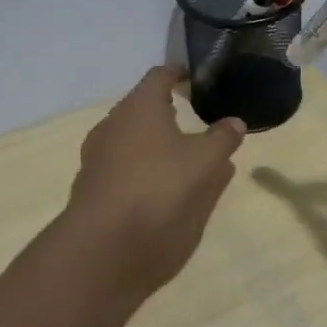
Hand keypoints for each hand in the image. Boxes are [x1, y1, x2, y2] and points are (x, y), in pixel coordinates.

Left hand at [61, 66, 246, 301]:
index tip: (195, 79)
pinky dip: (144, 172)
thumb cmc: (158, 190)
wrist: (102, 251)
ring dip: (157, 145)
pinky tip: (165, 190)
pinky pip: (124, 170)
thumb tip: (235, 122)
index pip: (159, 76)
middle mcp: (113, 125)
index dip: (179, 74)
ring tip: (185, 158)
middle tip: (195, 119)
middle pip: (142, 108)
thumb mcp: (205, 162)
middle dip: (168, 112)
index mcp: (139, 106)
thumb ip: (222, 138)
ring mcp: (97, 159)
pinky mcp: (92, 191)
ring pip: (132, 141)